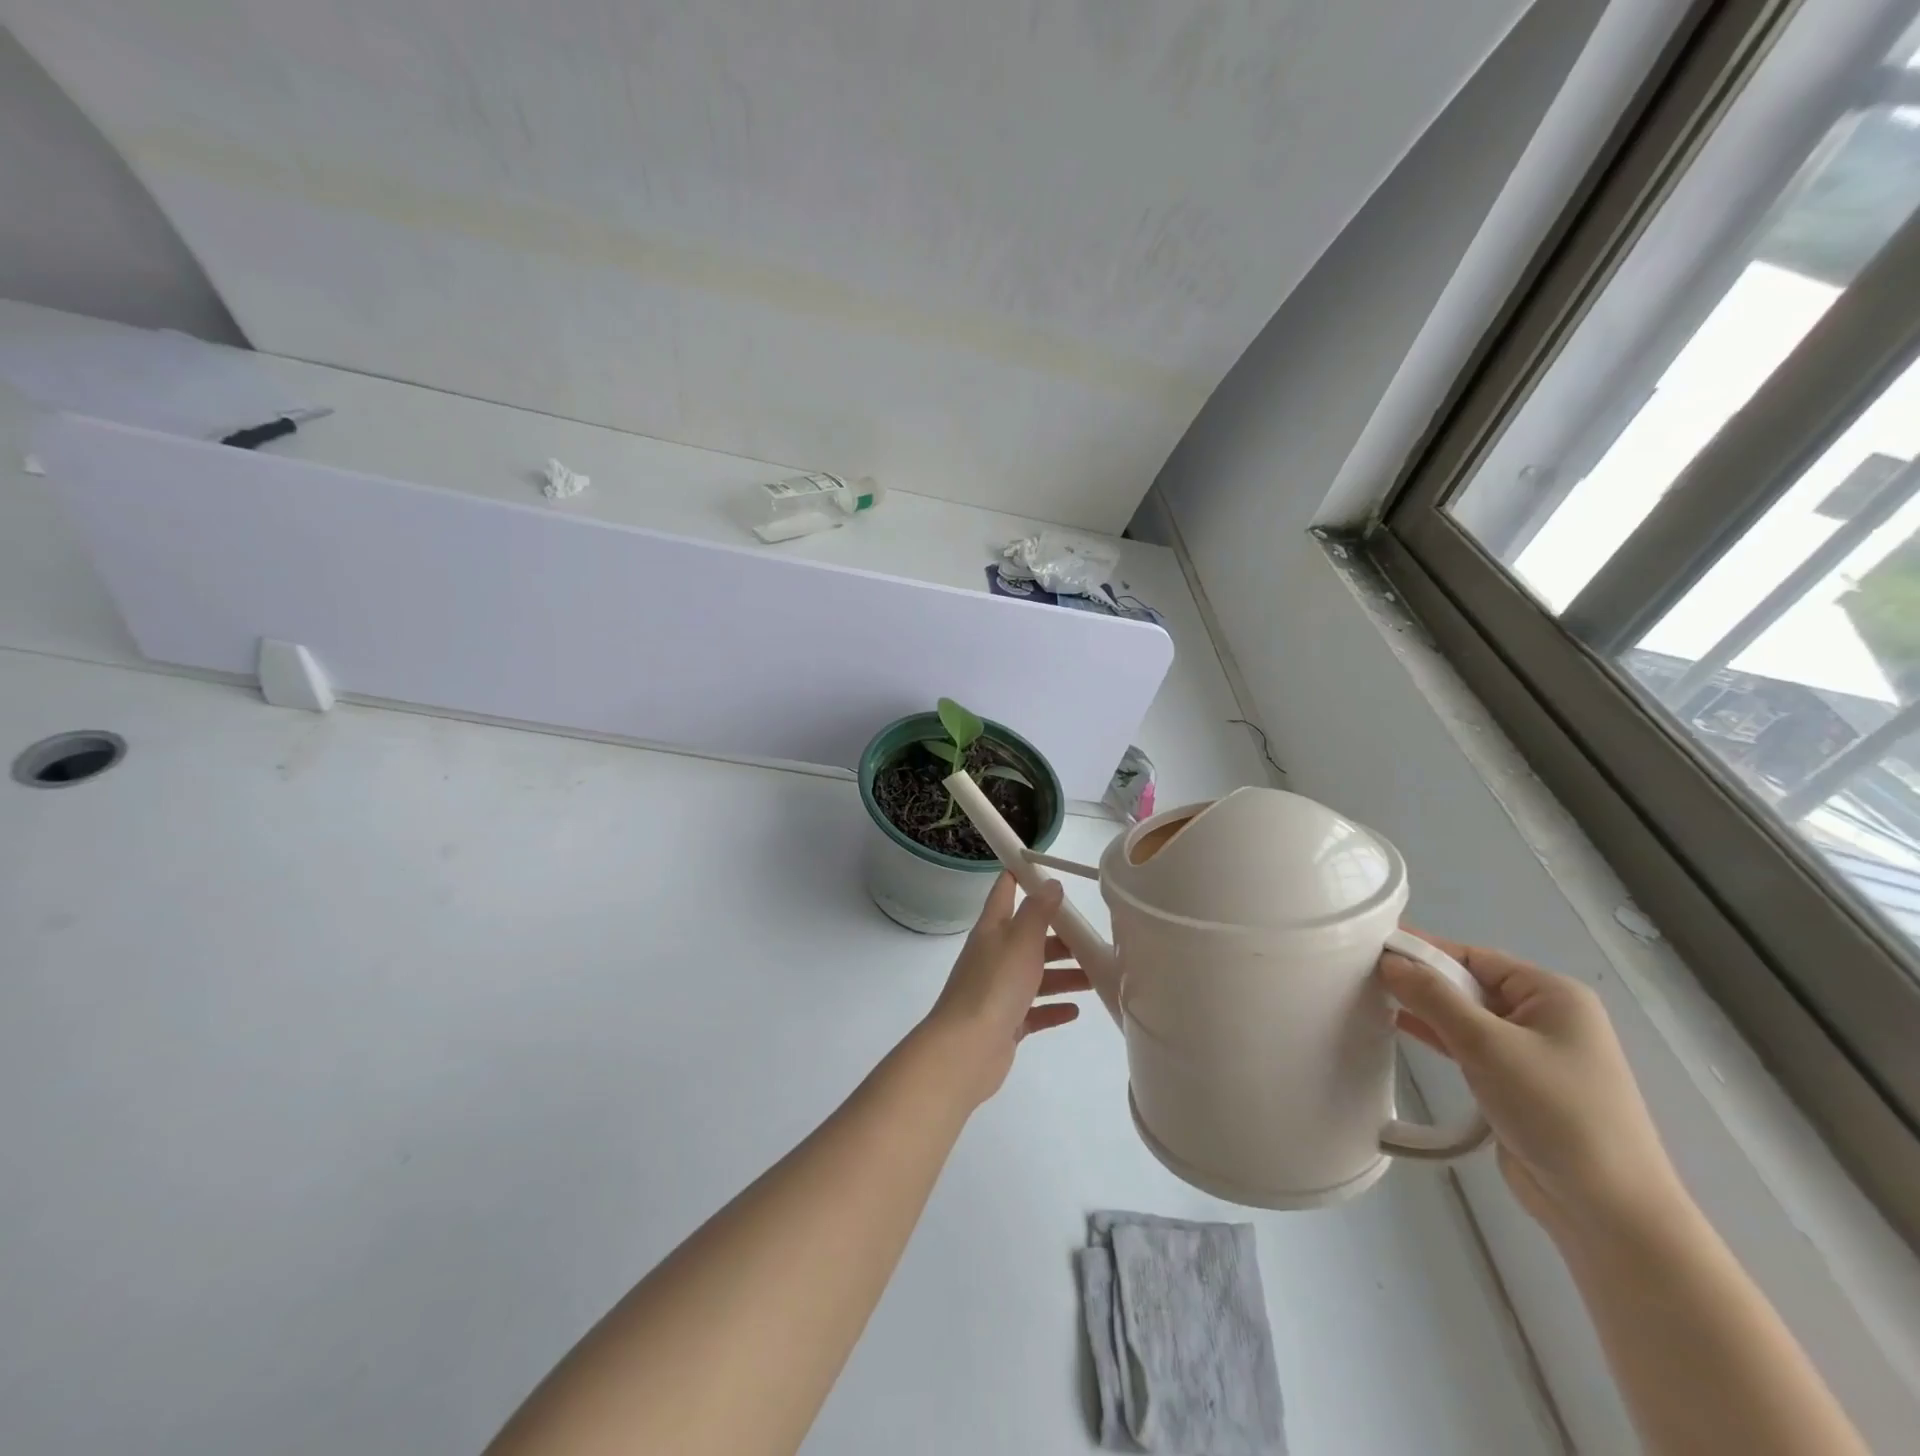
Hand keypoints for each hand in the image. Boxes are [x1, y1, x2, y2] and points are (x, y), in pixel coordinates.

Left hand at [920, 874, 1089, 1107]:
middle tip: (1090, 937)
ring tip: (1094, 976)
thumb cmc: (995, 985)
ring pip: (1035, 976)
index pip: (1004, 892)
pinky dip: (1053, 1008)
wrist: (966, 1049)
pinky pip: (1034, 1011)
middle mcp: (993, 956)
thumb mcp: (1021, 939)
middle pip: (1027, 937)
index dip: (1020, 875)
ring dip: (1063, 974)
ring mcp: (998, 991)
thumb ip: (1038, 911)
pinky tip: (1075, 1011)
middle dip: (1057, 935)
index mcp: (992, 930)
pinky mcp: (1005, 1023)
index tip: (1042, 867)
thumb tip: (1050, 884)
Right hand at [1381, 931, 1686, 1242]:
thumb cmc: (1556, 1112)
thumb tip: (1389, 961)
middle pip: (1470, 984)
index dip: (1424, 949)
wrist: (1608, 1211)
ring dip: (1425, 1008)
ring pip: (1467, 1016)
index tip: (1372, 945)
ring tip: (1371, 996)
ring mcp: (1533, 1053)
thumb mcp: (1488, 1045)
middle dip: (1421, 980)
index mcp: (1553, 995)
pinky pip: (1469, 1046)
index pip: (1475, 957)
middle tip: (1362, 972)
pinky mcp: (1518, 1085)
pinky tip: (1398, 1028)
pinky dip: (1437, 1036)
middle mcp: (1546, 1017)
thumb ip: (1434, 998)